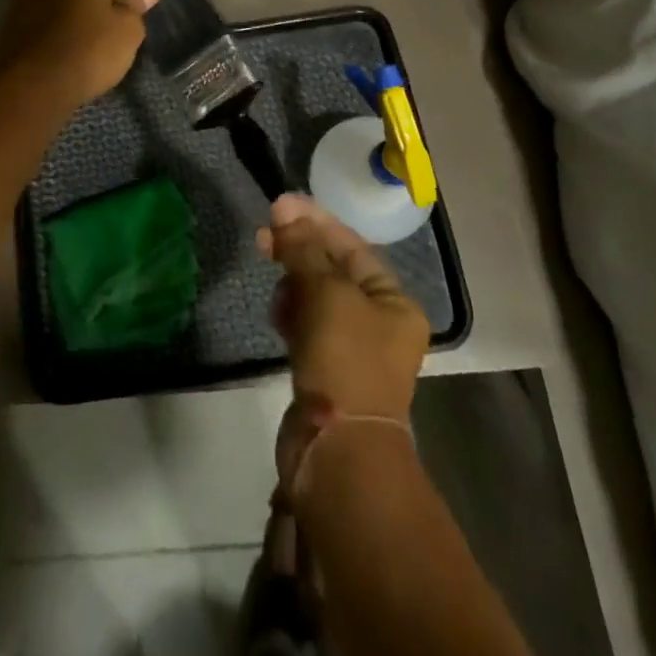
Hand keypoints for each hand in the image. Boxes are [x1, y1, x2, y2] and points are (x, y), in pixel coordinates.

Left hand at [0, 0, 161, 110]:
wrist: (28, 86)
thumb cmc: (87, 51)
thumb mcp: (128, 30)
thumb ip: (137, 3)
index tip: (141, 4)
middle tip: (122, 21)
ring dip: (83, 4)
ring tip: (96, 37)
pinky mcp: (12, 14)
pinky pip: (47, 7)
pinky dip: (62, 19)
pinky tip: (71, 45)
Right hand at [258, 195, 428, 421]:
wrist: (337, 450)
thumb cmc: (344, 360)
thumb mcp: (326, 292)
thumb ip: (303, 248)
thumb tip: (284, 208)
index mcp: (394, 302)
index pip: (351, 245)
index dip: (314, 221)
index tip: (278, 204)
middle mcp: (379, 322)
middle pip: (332, 269)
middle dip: (298, 250)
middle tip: (262, 236)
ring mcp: (352, 348)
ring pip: (316, 297)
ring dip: (293, 282)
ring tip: (273, 282)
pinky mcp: (326, 370)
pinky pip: (307, 324)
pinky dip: (292, 312)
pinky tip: (277, 313)